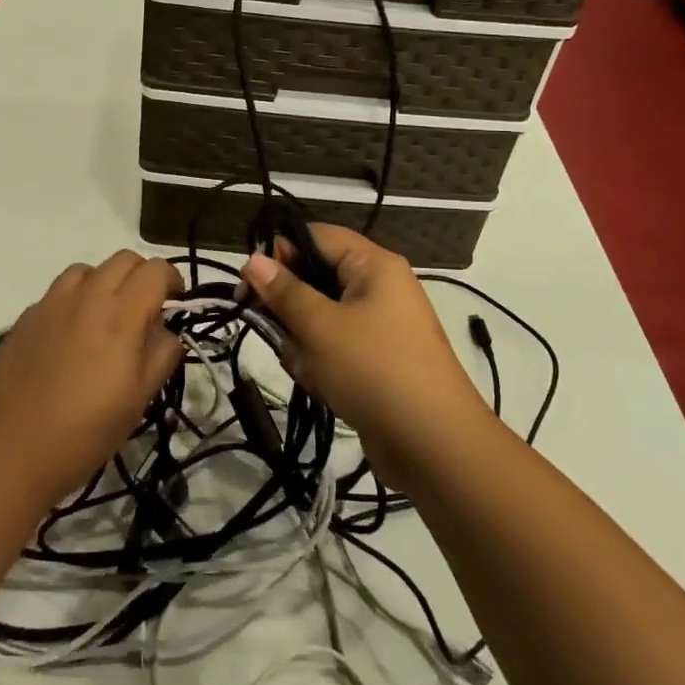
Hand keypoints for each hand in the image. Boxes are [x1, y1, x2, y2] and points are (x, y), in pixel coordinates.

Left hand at [0, 251, 183, 507]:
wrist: (11, 449)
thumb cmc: (86, 430)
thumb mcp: (140, 399)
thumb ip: (162, 354)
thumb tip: (166, 331)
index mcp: (121, 314)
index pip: (155, 270)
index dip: (171, 279)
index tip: (175, 302)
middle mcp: (87, 297)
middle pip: (123, 259)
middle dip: (141, 275)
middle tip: (144, 309)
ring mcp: (51, 304)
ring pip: (86, 269)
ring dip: (105, 282)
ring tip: (105, 317)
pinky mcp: (25, 318)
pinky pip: (57, 293)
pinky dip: (74, 301)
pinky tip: (70, 336)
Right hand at [242, 225, 485, 478]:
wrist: (436, 448)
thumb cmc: (376, 371)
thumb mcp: (321, 327)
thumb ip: (283, 291)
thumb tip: (253, 259)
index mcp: (373, 265)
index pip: (315, 236)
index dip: (280, 253)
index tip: (248, 284)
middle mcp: (377, 288)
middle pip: (314, 279)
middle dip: (291, 309)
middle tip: (276, 331)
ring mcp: (378, 327)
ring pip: (318, 318)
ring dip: (303, 344)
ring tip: (311, 370)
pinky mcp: (374, 361)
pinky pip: (332, 348)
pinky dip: (321, 365)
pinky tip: (323, 387)